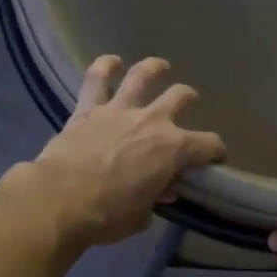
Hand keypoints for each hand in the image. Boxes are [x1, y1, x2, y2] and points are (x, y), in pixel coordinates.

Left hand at [23, 56, 225, 246]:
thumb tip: (162, 189)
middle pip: (180, 98)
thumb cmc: (107, 214)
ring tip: (160, 66)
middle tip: (189, 100)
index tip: (215, 158)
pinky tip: (111, 61)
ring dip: (153, 68)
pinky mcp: (89, 108)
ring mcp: (120, 110)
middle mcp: (152, 121)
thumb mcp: (141, 214)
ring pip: (141, 76)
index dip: (216, 151)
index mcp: (173, 149)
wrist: (60, 200)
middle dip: (188, 98)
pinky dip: (104, 67)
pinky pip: (96, 79)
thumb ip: (154, 197)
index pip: (208, 145)